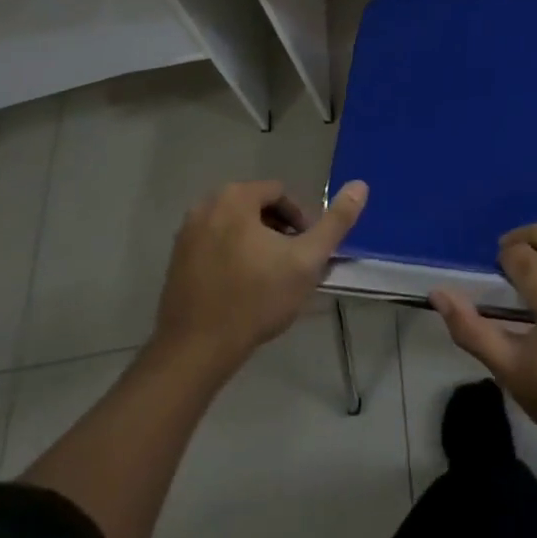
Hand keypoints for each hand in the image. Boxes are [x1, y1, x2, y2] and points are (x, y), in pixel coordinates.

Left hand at [150, 178, 367, 378]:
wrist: (194, 352)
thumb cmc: (255, 300)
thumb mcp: (306, 260)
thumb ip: (336, 222)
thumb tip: (361, 185)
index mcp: (235, 198)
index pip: (280, 193)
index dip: (300, 220)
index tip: (307, 251)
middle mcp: (205, 206)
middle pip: (257, 208)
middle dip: (279, 232)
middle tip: (292, 265)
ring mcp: (186, 234)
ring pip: (236, 228)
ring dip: (257, 245)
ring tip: (270, 279)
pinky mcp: (175, 261)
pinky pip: (215, 246)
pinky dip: (233, 257)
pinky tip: (243, 289)